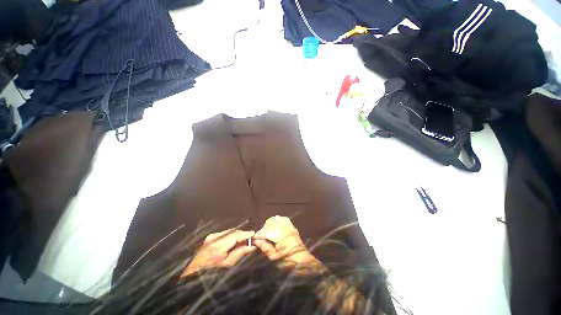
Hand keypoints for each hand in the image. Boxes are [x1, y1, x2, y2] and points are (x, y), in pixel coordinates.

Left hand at [181, 229, 255, 276]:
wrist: (192, 273)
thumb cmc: (210, 273)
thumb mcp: (226, 265)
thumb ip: (239, 253)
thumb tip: (251, 246)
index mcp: (218, 245)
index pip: (236, 235)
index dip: (246, 233)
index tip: (254, 234)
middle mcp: (215, 237)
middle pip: (233, 231)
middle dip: (243, 234)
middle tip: (250, 240)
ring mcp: (212, 235)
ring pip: (230, 231)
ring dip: (237, 235)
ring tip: (243, 242)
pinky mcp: (211, 236)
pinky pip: (225, 233)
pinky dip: (231, 236)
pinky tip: (234, 242)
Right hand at [253, 216, 323, 270]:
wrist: (302, 261)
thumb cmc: (288, 261)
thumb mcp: (274, 257)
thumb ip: (265, 247)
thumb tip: (256, 241)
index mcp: (280, 235)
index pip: (266, 231)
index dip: (258, 235)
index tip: (253, 239)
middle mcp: (284, 227)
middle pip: (270, 223)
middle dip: (263, 229)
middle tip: (261, 238)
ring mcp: (289, 225)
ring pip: (275, 219)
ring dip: (269, 224)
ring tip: (267, 233)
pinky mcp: (291, 225)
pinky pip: (282, 218)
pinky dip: (276, 221)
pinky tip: (275, 227)